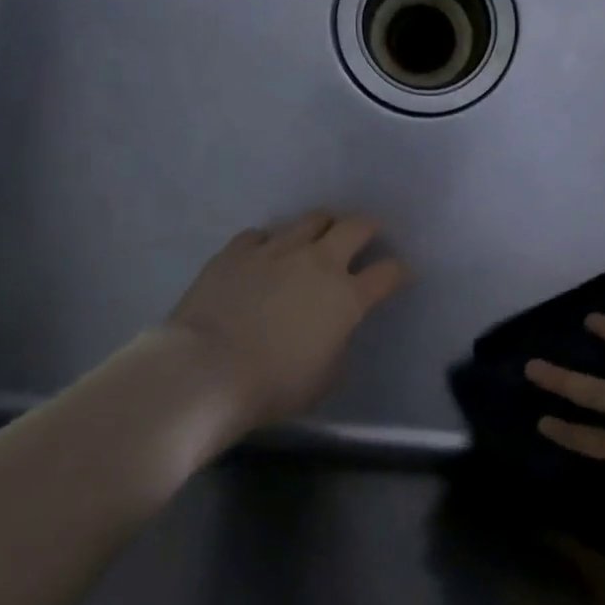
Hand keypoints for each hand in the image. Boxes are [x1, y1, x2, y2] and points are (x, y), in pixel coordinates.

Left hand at [164, 210, 408, 428]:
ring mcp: (277, 250)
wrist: (206, 371)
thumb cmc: (273, 385)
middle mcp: (319, 262)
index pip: (389, 272)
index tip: (397, 276)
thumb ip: (338, 344)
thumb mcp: (325, 376)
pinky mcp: (238, 250)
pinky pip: (262, 234)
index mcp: (348, 296)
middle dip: (367, 229)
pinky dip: (269, 243)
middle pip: (356, 226)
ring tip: (315, 240)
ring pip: (312, 219)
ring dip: (321, 227)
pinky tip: (263, 257)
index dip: (398, 271)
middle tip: (363, 240)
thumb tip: (334, 330)